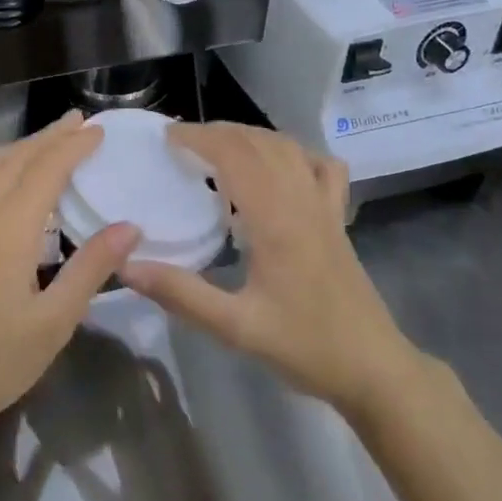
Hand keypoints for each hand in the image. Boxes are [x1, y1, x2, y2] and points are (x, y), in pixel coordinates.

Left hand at [0, 112, 138, 443]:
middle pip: (16, 161)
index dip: (73, 146)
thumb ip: (89, 270)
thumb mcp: (52, 325)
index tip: (97, 131)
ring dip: (17, 148)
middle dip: (49, 137)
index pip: (46, 171)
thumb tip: (129, 227)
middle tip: (78, 122)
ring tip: (43, 142)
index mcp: (9, 232)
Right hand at [118, 122, 418, 418]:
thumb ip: (181, 294)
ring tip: (218, 146)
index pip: (235, 155)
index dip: (200, 138)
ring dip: (251, 136)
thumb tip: (128, 265)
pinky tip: (279, 165)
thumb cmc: (305, 346)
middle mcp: (301, 200)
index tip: (168, 137)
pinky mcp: (338, 218)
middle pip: (259, 143)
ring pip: (288, 148)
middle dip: (219, 132)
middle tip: (183, 142)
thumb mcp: (236, 327)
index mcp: (276, 219)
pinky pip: (320, 166)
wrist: (373, 368)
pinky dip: (294, 153)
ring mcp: (325, 206)